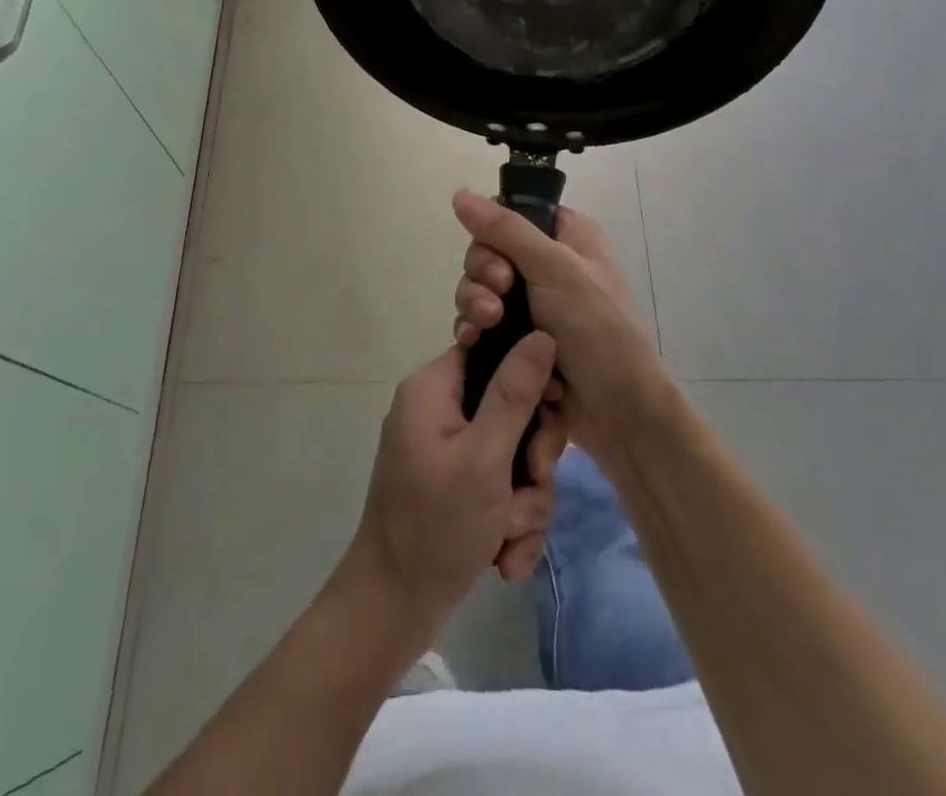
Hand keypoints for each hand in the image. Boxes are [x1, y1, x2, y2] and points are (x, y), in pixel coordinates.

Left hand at [345, 333, 566, 647]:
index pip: (494, 351)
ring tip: (507, 536)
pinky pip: (503, 490)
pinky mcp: (458, 489)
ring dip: (524, 502)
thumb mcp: (485, 456)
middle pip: (512, 408)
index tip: (553, 406)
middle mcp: (440, 412)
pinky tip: (503, 559)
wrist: (392, 612)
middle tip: (532, 481)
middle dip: (531, 458)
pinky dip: (511, 523)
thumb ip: (516, 393)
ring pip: (515, 456)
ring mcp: (449, 453)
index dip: (530, 376)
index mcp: (434, 388)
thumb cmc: (436, 525)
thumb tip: (541, 334)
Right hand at [452, 190, 673, 469]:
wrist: (619, 412)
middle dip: (482, 277)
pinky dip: (475, 331)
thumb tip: (459, 193)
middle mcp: (548, 264)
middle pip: (488, 253)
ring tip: (486, 327)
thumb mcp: (554, 268)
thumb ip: (505, 229)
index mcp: (567, 236)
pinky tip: (474, 344)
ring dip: (476, 306)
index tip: (499, 261)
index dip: (493, 235)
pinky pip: (481, 324)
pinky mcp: (519, 339)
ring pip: (480, 289)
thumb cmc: (596, 329)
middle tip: (497, 302)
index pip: (510, 215)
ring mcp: (533, 304)